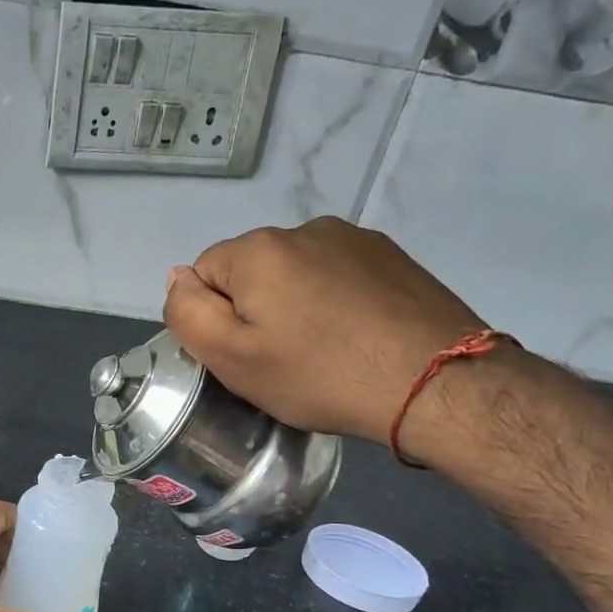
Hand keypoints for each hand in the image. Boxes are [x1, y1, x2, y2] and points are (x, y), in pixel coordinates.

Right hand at [162, 219, 488, 451]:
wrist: (436, 382)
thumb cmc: (319, 375)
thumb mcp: (232, 358)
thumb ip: (188, 313)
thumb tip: (176, 277)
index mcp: (257, 249)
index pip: (203, 274)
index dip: (215, 318)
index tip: (244, 353)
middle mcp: (303, 229)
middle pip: (250, 270)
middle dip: (254, 308)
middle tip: (281, 358)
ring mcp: (353, 238)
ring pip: (294, 272)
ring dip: (294, 302)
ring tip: (322, 348)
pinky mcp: (390, 255)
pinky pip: (336, 275)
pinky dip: (333, 300)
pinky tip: (354, 335)